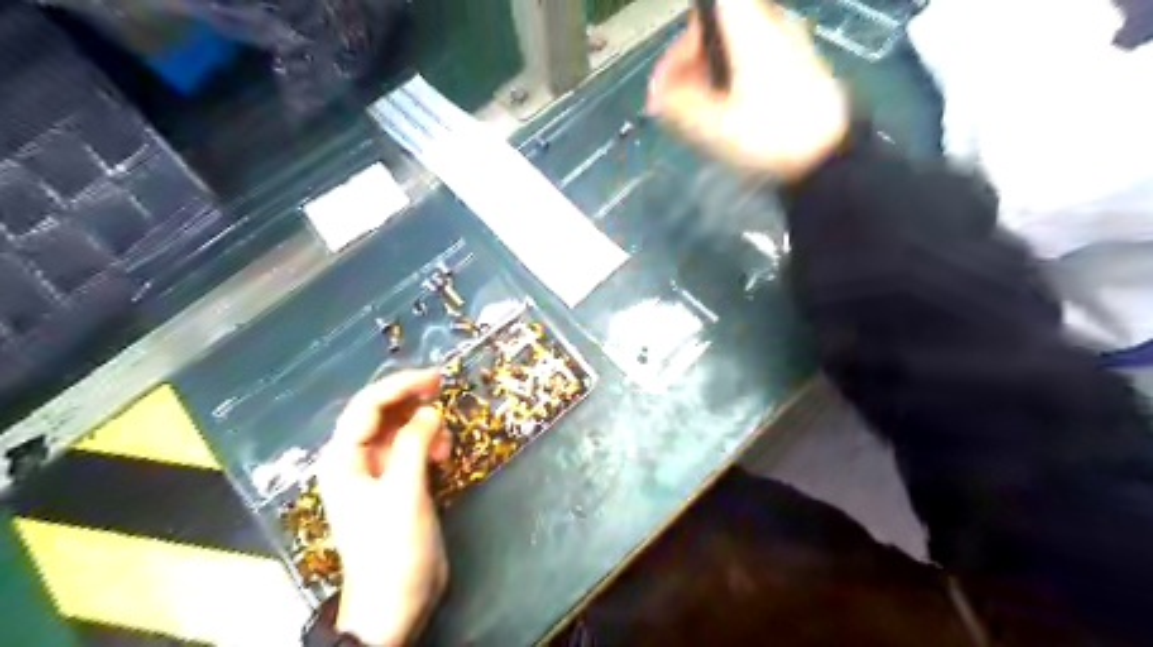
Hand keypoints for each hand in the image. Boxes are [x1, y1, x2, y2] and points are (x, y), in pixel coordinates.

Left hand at [321, 369, 456, 645]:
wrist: (396, 602)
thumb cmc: (392, 547)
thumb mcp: (403, 492)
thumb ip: (414, 444)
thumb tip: (430, 410)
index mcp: (344, 458)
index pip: (368, 406)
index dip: (401, 385)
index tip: (436, 377)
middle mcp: (356, 459)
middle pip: (382, 413)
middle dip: (413, 401)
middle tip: (444, 391)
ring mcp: (377, 472)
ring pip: (401, 430)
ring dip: (425, 426)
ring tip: (445, 443)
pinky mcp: (397, 484)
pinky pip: (412, 449)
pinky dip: (429, 444)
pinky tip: (443, 455)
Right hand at [644, 0, 850, 182]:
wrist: (829, 155)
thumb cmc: (769, 136)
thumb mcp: (714, 126)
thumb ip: (679, 106)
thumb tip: (658, 97)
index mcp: (748, 29)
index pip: (711, 5)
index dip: (683, 39)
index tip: (666, 75)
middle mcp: (768, 24)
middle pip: (714, 29)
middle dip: (685, 63)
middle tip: (668, 104)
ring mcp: (785, 43)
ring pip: (730, 47)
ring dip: (703, 76)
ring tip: (690, 116)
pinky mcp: (794, 65)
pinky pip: (747, 61)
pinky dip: (726, 81)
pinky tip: (719, 114)